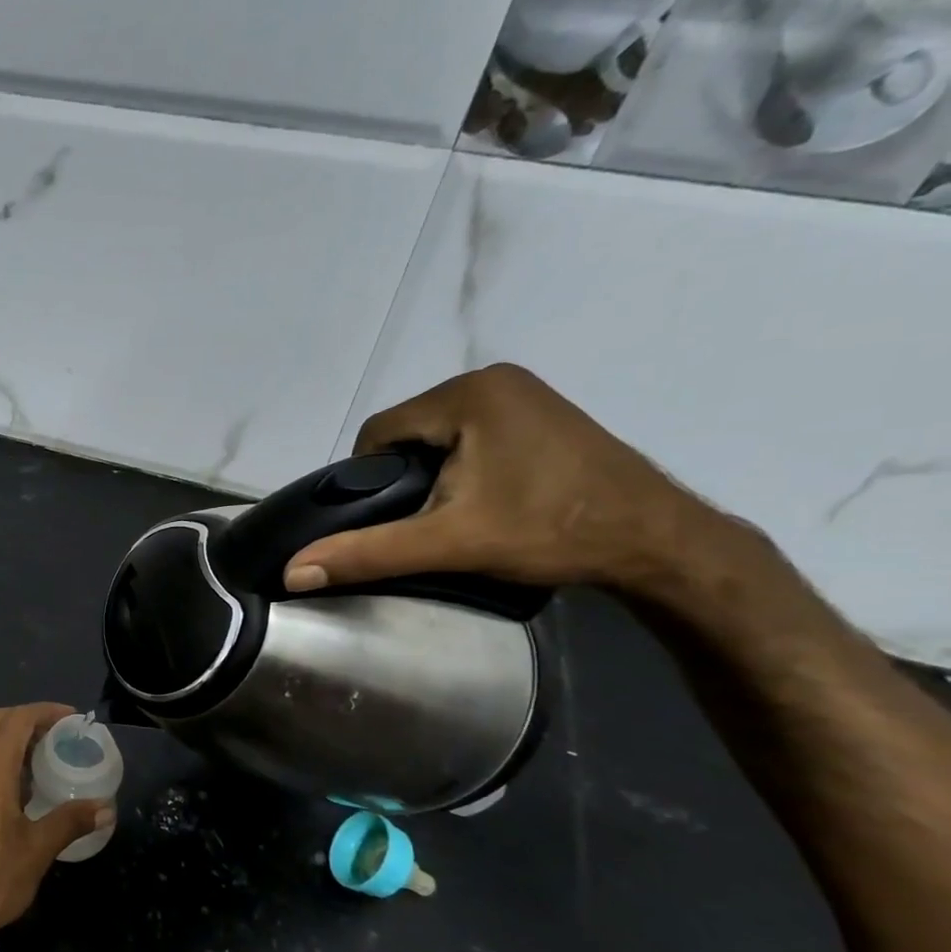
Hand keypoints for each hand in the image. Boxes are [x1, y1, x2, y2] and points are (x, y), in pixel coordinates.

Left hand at [0, 703, 111, 951]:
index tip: (73, 718)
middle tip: (58, 735)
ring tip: (41, 759)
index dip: (46, 712)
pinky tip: (14, 788)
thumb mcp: (36, 850)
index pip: (17, 719)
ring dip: (8, 738)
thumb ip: (70, 821)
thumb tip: (106, 807)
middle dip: (27, 719)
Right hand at [283, 364, 727, 597]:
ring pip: (438, 434)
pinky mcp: (541, 411)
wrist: (659, 541)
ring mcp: (523, 391)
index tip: (389, 519)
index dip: (369, 480)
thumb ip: (367, 552)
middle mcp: (493, 378)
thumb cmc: (550, 532)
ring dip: (430, 472)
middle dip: (402, 476)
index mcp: (467, 394)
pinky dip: (462, 463)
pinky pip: (471, 432)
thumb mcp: (449, 543)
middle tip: (421, 522)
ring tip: (450, 515)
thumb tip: (292, 573)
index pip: (379, 433)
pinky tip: (483, 498)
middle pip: (408, 431)